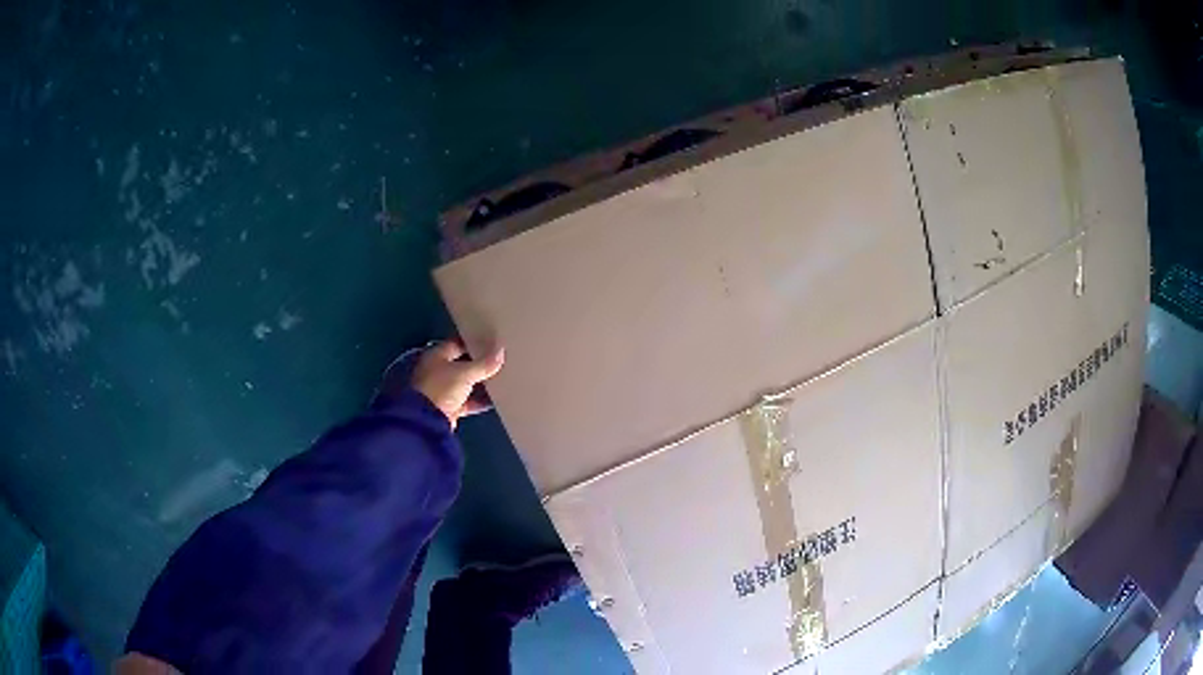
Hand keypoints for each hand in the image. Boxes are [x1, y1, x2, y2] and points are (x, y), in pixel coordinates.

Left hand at [411, 341, 504, 427]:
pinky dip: (478, 401)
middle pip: (462, 364)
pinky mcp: (448, 408)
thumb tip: (501, 352)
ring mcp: (442, 390)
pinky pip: (466, 402)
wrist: (427, 421)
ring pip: (465, 384)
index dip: (473, 342)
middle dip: (479, 363)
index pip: (457, 343)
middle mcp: (437, 371)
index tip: (491, 342)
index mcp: (437, 356)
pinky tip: (494, 400)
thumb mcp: (465, 373)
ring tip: (501, 379)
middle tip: (499, 360)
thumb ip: (484, 364)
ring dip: (480, 383)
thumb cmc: (442, 387)